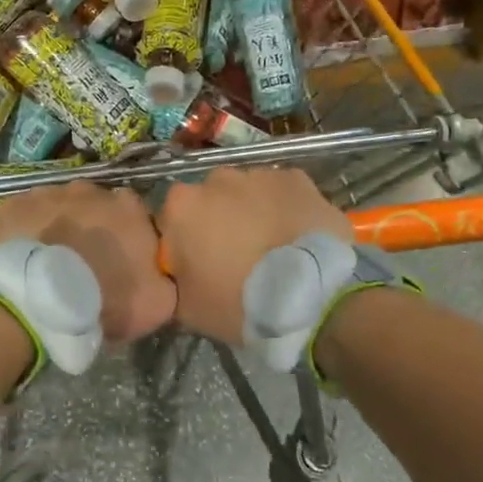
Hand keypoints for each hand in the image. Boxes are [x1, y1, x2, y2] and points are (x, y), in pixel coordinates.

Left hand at [0, 183, 174, 344]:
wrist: (33, 298)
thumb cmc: (101, 298)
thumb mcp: (157, 304)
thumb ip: (166, 281)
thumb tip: (162, 275)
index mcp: (129, 208)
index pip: (137, 217)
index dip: (130, 241)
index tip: (121, 266)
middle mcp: (90, 190)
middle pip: (96, 209)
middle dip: (92, 230)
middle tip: (83, 266)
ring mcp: (48, 192)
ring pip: (59, 210)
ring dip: (58, 230)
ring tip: (47, 266)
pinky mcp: (12, 204)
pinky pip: (25, 218)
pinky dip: (26, 235)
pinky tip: (20, 261)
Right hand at [156, 168, 352, 344]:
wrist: (309, 296)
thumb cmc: (238, 303)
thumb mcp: (187, 307)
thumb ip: (175, 278)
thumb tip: (180, 270)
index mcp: (182, 206)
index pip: (173, 219)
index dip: (186, 242)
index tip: (201, 265)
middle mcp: (216, 179)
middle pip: (211, 199)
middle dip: (220, 220)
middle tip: (238, 256)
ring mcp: (259, 174)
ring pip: (248, 193)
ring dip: (253, 213)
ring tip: (273, 248)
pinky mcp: (297, 178)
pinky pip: (282, 193)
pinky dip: (285, 209)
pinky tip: (296, 237)